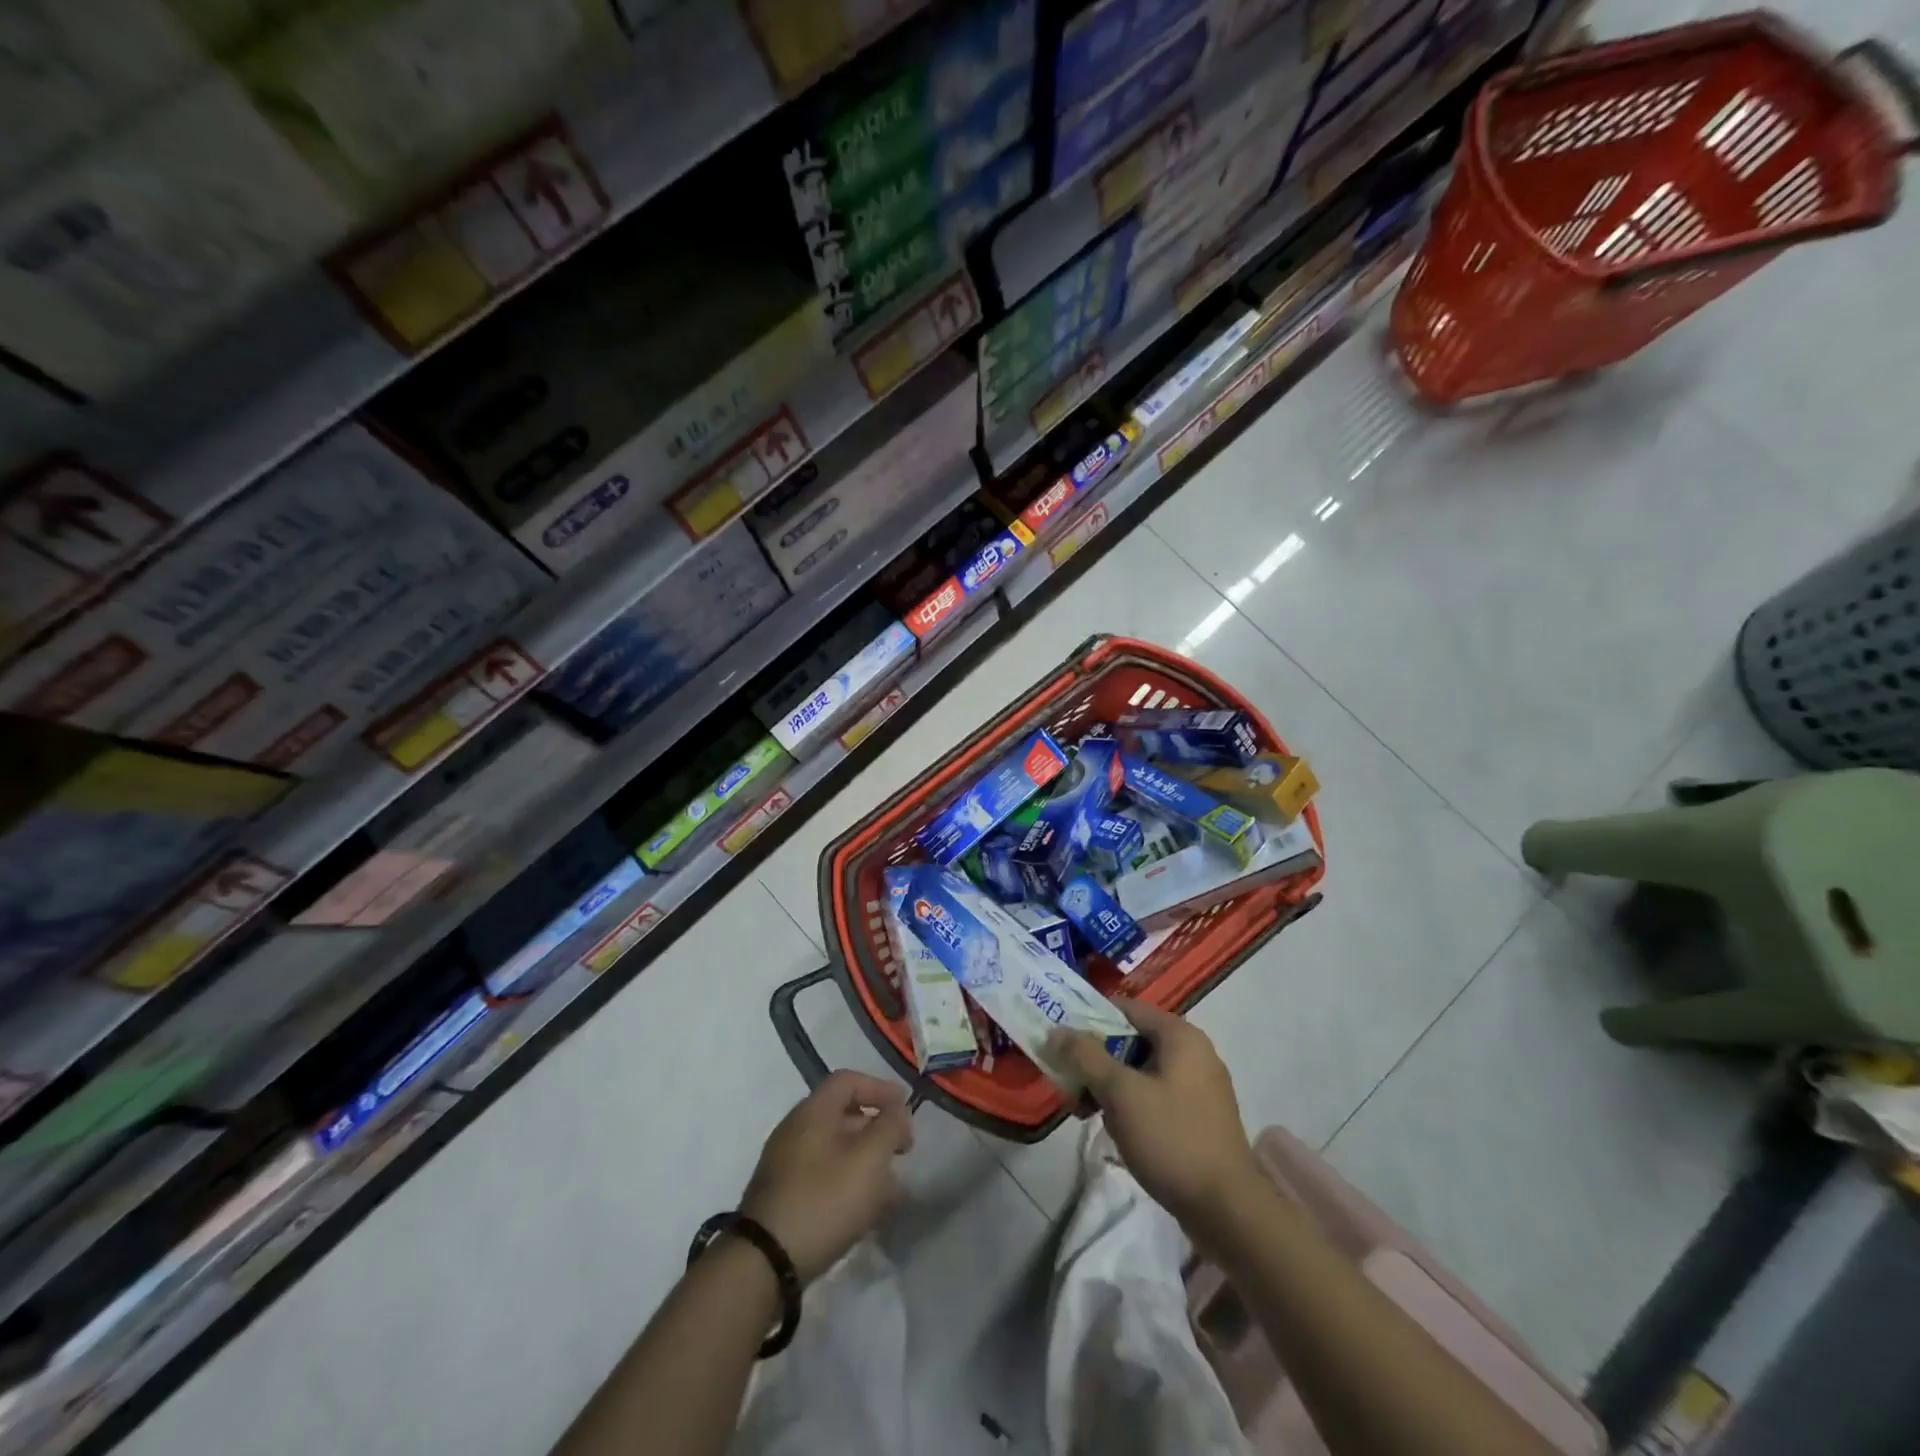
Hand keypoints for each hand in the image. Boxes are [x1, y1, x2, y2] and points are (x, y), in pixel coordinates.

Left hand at [739, 1070, 913, 1283]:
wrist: (764, 1264)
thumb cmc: (823, 1201)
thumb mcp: (869, 1159)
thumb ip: (890, 1128)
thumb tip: (898, 1113)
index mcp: (812, 1112)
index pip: (847, 1081)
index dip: (879, 1088)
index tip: (904, 1107)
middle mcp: (795, 1130)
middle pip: (842, 1115)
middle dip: (878, 1129)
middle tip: (904, 1150)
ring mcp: (786, 1165)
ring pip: (836, 1150)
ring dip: (867, 1161)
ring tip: (894, 1188)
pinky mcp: (784, 1198)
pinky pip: (824, 1177)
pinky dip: (850, 1183)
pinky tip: (869, 1211)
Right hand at [1048, 999, 1258, 1225]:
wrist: (1228, 1211)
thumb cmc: (1172, 1138)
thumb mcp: (1121, 1093)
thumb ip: (1086, 1056)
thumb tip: (1057, 1030)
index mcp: (1180, 1036)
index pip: (1125, 1009)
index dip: (1089, 1019)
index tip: (1061, 1040)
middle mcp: (1194, 1053)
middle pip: (1131, 1041)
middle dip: (1096, 1060)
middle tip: (1069, 1083)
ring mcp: (1199, 1087)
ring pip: (1141, 1072)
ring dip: (1109, 1086)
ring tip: (1085, 1112)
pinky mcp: (1199, 1118)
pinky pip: (1155, 1096)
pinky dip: (1131, 1105)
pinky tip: (1116, 1130)